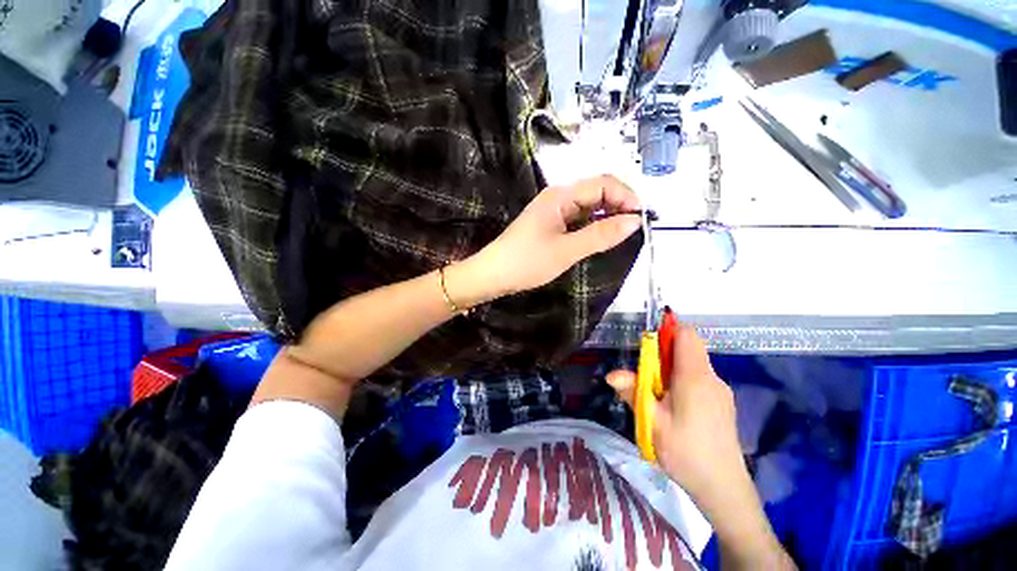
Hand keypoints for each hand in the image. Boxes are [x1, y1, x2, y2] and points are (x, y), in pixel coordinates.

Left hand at [446, 175, 641, 306]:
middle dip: (619, 206)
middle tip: (633, 230)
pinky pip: (578, 219)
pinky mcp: (550, 224)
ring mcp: (553, 211)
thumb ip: (600, 235)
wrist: (493, 274)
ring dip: (607, 217)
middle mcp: (558, 197)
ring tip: (621, 236)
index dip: (626, 197)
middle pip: (597, 192)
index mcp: (561, 195)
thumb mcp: (566, 250)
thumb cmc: (527, 262)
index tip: (640, 220)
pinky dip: (592, 226)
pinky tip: (600, 238)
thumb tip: (635, 221)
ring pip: (588, 207)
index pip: (603, 183)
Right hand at [606, 326, 744, 502]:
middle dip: (663, 353)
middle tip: (646, 377)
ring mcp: (720, 390)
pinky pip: (699, 378)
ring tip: (657, 396)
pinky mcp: (722, 403)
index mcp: (695, 377)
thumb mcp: (653, 422)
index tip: (647, 345)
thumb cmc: (686, 452)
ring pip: (693, 364)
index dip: (667, 331)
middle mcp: (711, 378)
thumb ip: (633, 393)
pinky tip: (674, 407)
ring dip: (671, 369)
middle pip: (688, 348)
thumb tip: (611, 374)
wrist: (724, 488)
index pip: (686, 334)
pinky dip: (682, 381)